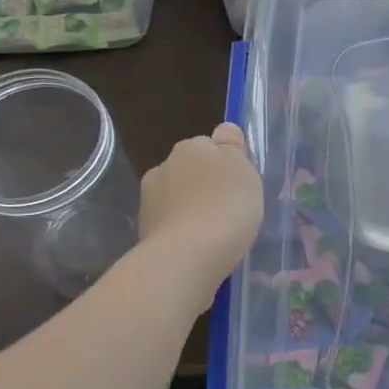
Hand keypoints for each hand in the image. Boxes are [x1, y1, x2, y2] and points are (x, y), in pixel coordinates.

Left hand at [138, 123, 262, 307]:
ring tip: (214, 235)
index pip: (209, 145)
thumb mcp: (244, 170)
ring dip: (191, 211)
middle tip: (228, 210)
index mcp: (190, 147)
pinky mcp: (145, 233)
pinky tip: (199, 251)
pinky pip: (171, 228)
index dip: (225, 163)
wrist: (188, 256)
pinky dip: (183, 234)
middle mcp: (163, 168)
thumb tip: (223, 132)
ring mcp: (149, 202)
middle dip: (204, 187)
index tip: (238, 184)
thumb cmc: (225, 206)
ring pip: (177, 200)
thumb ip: (233, 148)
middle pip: (190, 172)